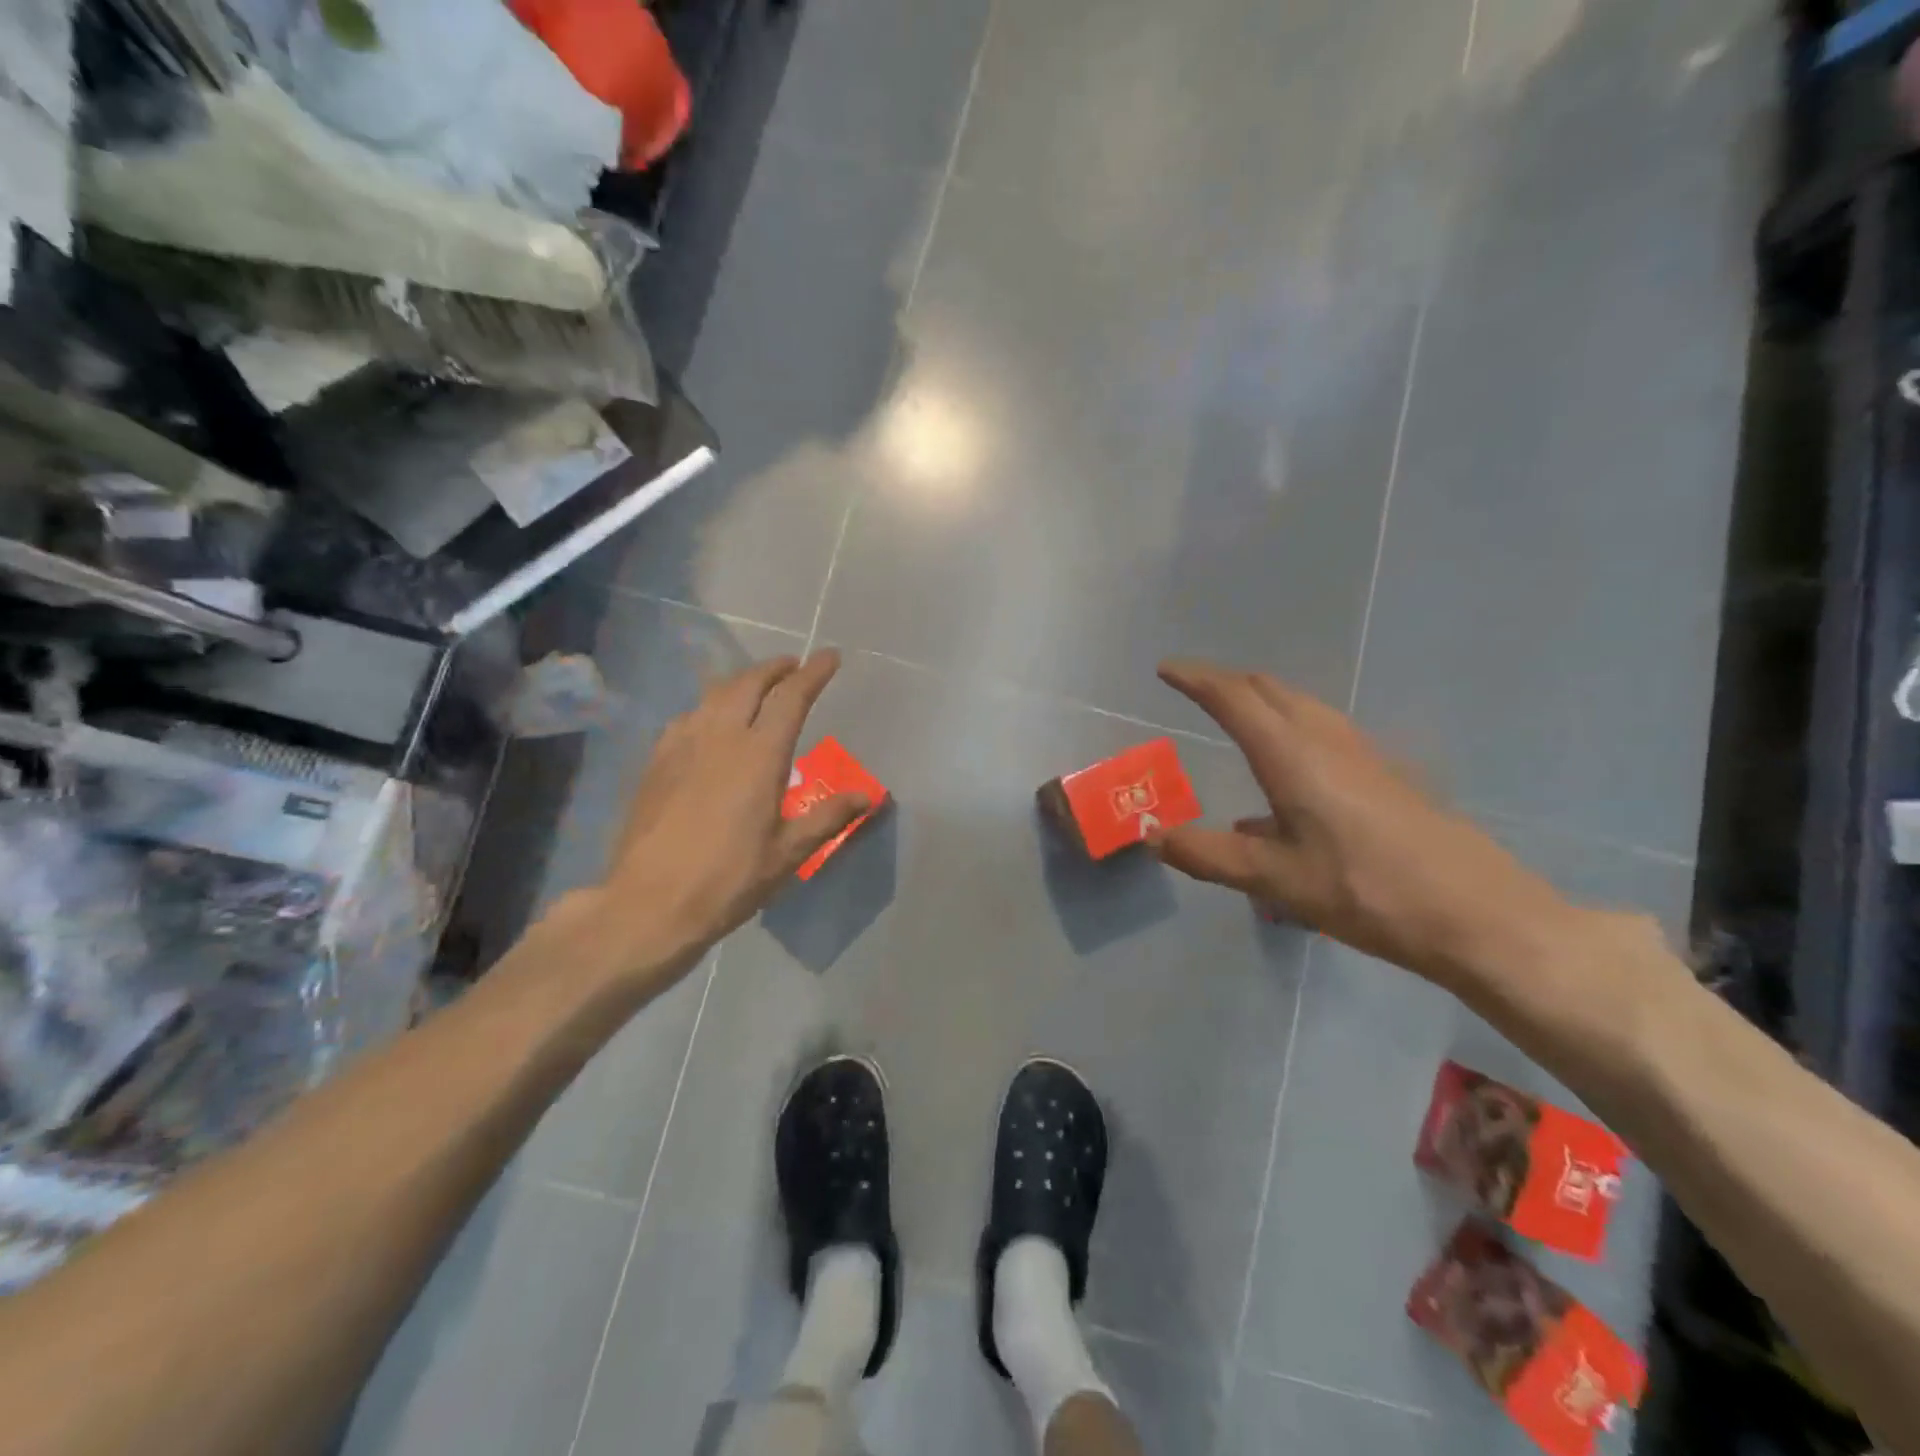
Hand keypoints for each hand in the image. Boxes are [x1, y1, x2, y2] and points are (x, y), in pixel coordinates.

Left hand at [565, 652, 869, 981]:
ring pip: (715, 693)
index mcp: (759, 755)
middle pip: (750, 682)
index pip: (791, 697)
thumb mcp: (788, 853)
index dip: (814, 673)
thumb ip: (828, 817)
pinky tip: (711, 722)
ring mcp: (682, 744)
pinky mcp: (657, 761)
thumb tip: (869, 796)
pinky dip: (710, 705)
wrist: (648, 903)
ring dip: (742, 681)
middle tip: (794, 667)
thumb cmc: (728, 880)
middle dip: (776, 667)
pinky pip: (689, 715)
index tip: (830, 657)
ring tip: (758, 687)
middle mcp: (720, 736)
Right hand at [1152, 660, 1575, 992]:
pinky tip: (1286, 776)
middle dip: (1226, 682)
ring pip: (1300, 706)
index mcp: (1291, 755)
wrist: (1478, 915)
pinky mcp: (1384, 775)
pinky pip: (1322, 729)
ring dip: (1261, 699)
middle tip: (1193, 689)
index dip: (1196, 679)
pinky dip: (1288, 726)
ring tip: (1234, 716)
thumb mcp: (1275, 879)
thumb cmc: (1367, 892)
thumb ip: (1208, 854)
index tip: (1165, 669)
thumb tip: (1152, 837)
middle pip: (1269, 691)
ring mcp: (1362, 754)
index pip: (1233, 698)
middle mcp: (1325, 740)